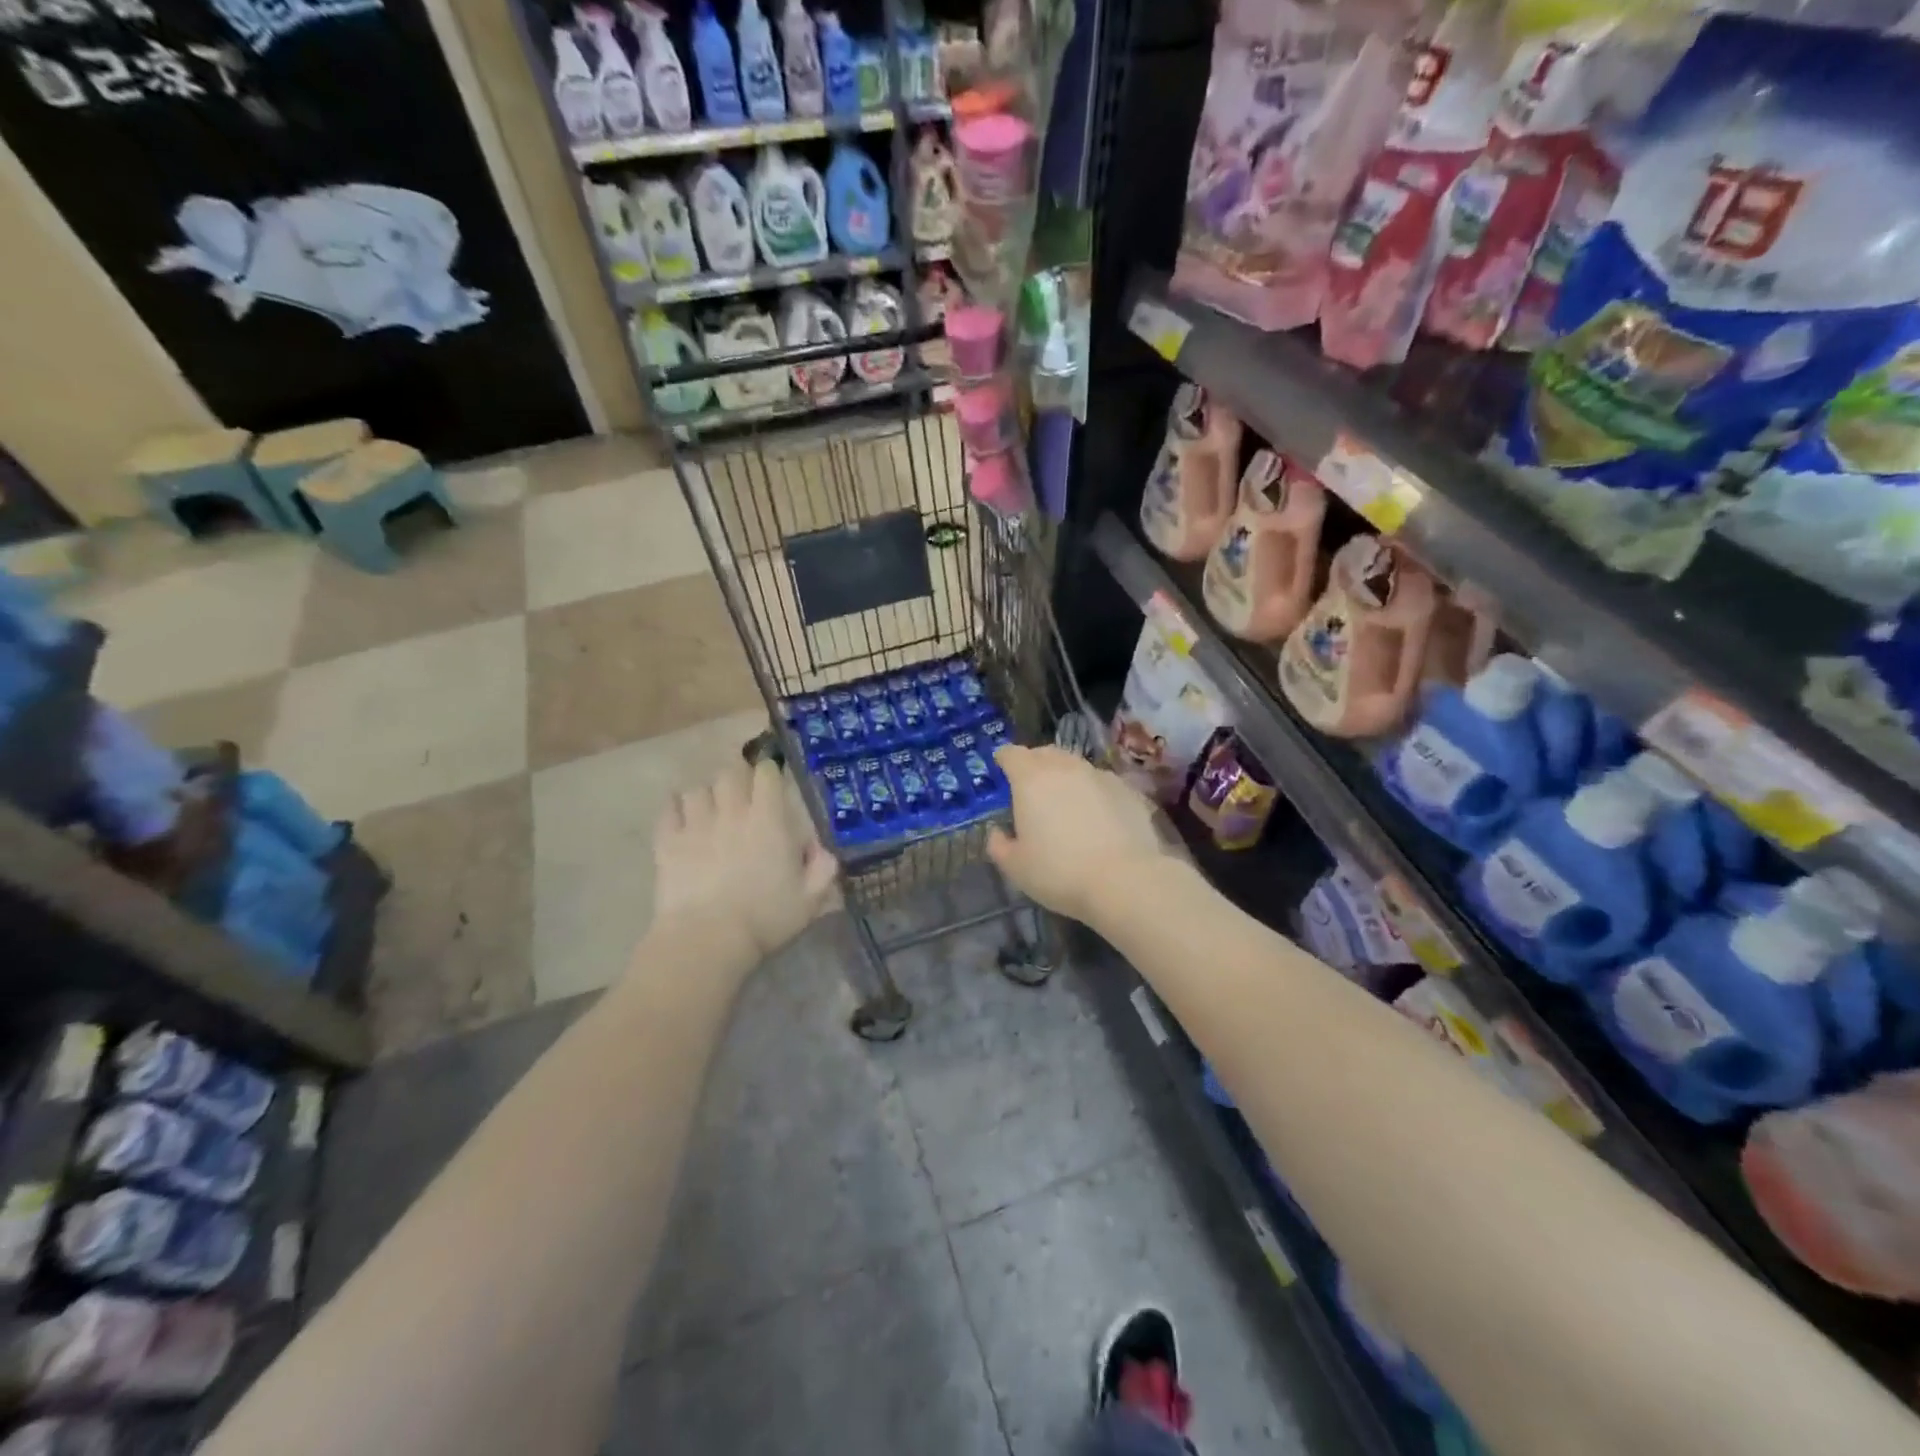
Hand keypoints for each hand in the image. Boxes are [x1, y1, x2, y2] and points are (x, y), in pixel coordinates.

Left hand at [651, 758, 839, 961]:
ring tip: (710, 809)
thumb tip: (824, 850)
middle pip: (730, 774)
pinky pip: (668, 809)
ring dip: (707, 795)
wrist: (708, 939)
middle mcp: (732, 812)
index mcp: (768, 820)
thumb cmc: (765, 918)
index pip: (767, 774)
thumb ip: (823, 869)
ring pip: (698, 789)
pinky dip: (675, 808)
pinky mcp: (667, 841)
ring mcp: (695, 824)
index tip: (772, 781)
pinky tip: (680, 818)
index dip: (770, 772)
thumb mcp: (810, 899)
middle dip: (737, 778)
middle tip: (742, 795)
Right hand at [986, 745, 1169, 924]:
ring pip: (1075, 765)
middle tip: (1030, 785)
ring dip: (1065, 776)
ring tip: (1064, 800)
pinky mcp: (1127, 790)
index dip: (1004, 759)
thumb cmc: (1059, 872)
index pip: (1011, 754)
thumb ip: (999, 845)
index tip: (1001, 768)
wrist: (1125, 880)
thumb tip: (997, 832)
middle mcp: (1065, 767)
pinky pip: (1101, 782)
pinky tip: (1096, 815)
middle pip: (1045, 753)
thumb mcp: (1015, 867)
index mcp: (1030, 779)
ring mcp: (1100, 775)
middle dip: (1034, 763)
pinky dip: (1092, 791)